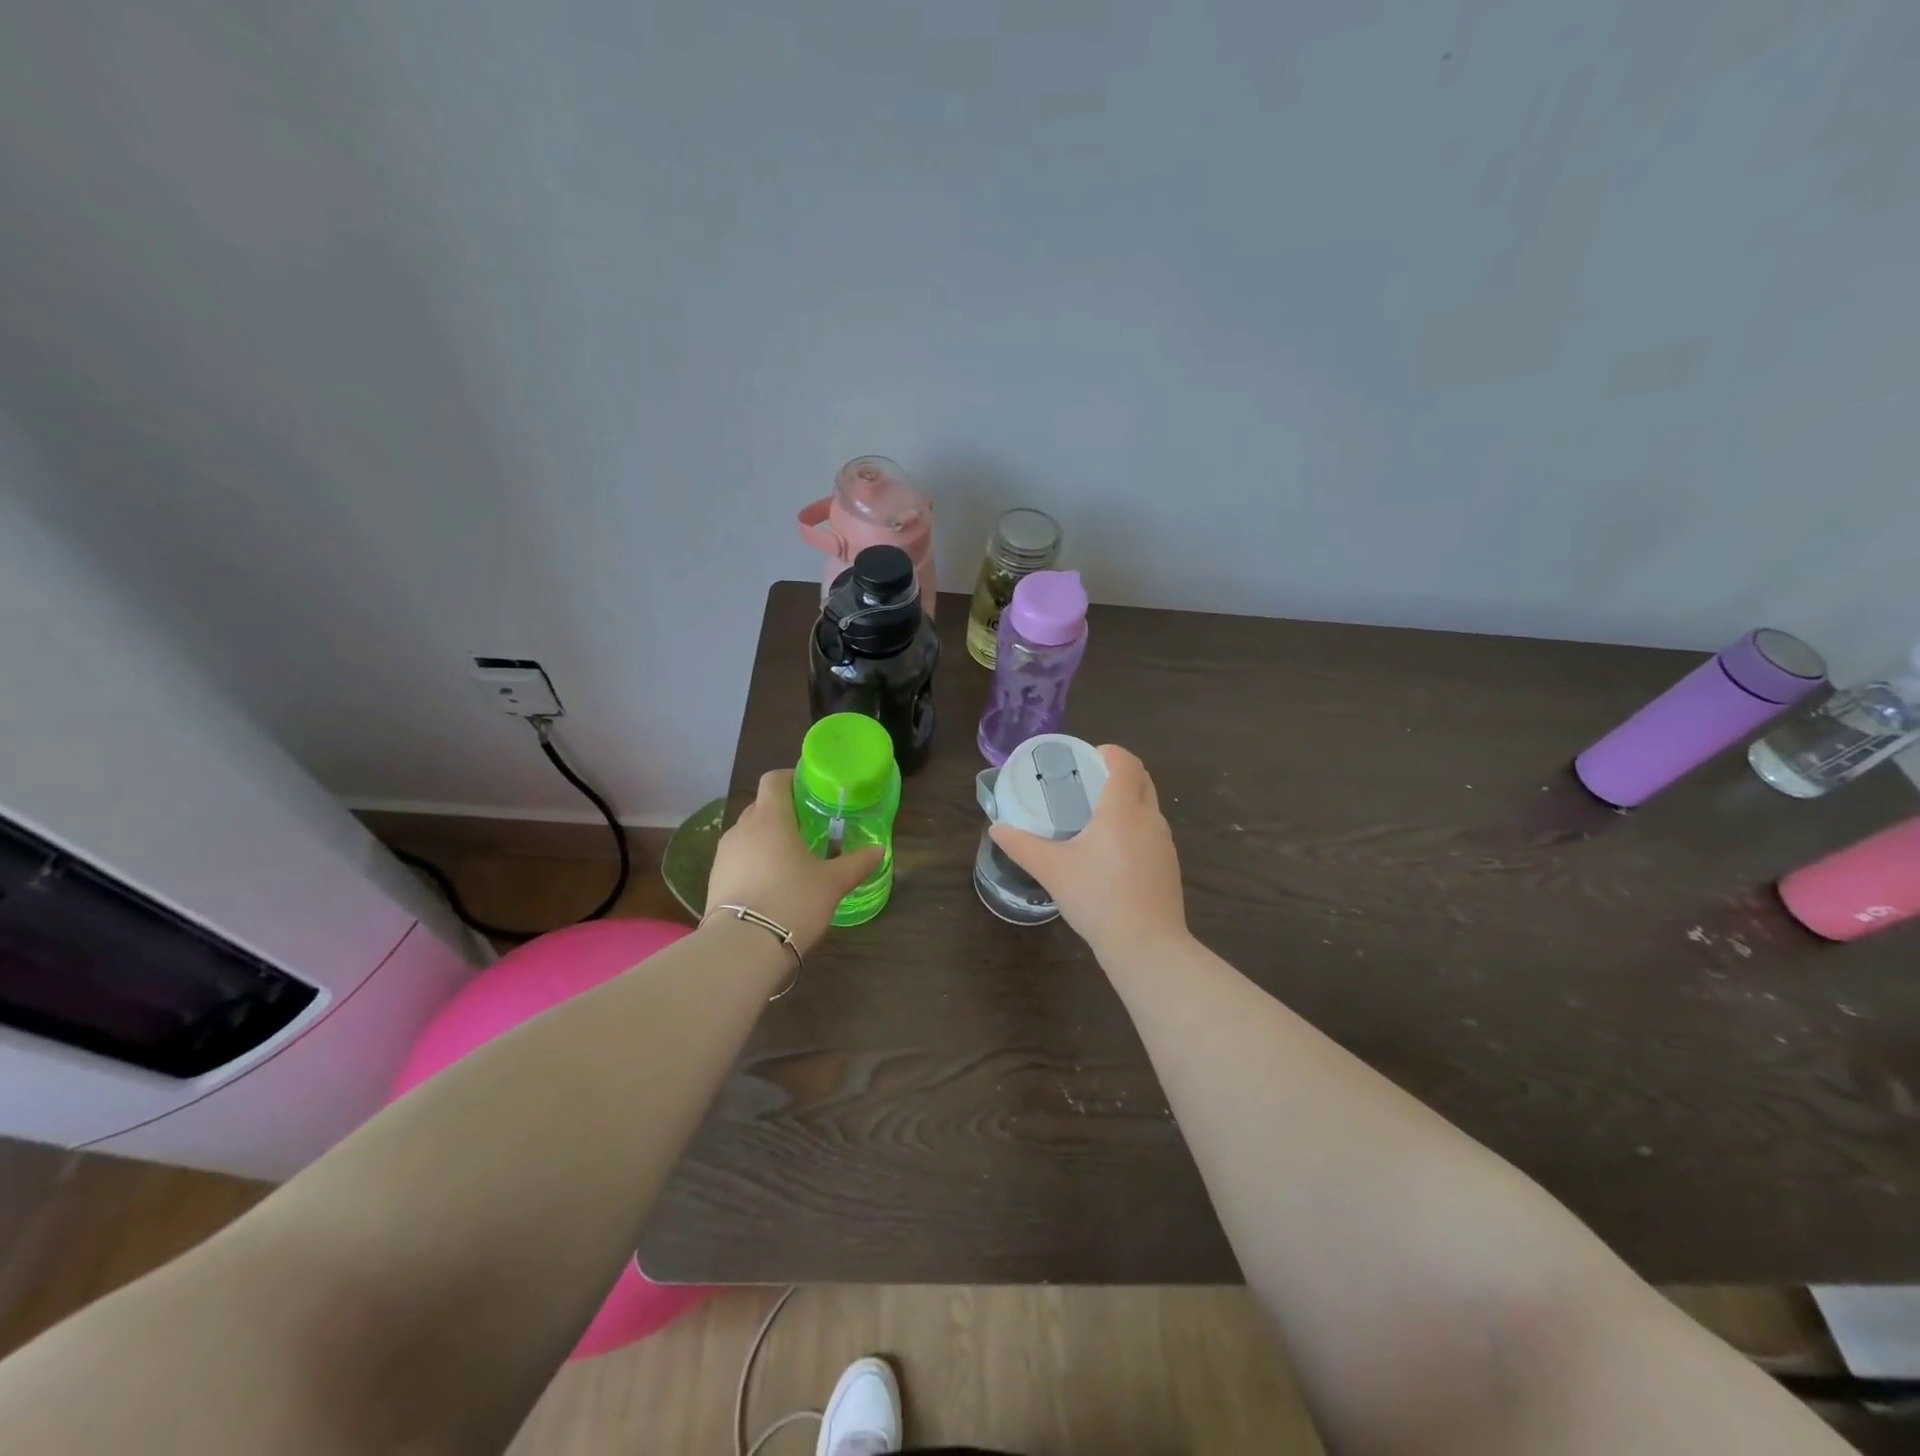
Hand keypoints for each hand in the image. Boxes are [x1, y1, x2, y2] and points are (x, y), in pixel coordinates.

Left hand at [704, 770, 883, 952]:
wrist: (742, 947)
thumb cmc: (793, 901)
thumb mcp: (832, 884)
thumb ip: (856, 863)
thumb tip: (879, 850)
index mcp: (771, 818)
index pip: (774, 779)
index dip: (790, 778)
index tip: (809, 790)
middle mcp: (742, 829)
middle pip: (761, 806)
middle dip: (782, 812)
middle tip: (808, 827)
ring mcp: (723, 855)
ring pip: (748, 834)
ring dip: (767, 839)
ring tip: (791, 858)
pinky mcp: (714, 880)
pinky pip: (738, 859)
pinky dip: (753, 862)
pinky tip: (771, 884)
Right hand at [989, 744, 1189, 958]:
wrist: (1146, 945)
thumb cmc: (1097, 898)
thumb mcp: (1052, 870)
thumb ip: (1022, 845)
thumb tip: (997, 829)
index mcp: (1122, 809)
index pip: (1125, 762)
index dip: (1108, 752)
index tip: (1086, 758)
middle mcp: (1149, 818)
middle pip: (1141, 778)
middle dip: (1118, 772)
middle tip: (1086, 782)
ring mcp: (1164, 842)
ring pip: (1149, 805)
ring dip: (1127, 799)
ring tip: (1095, 815)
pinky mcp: (1169, 864)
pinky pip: (1152, 830)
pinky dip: (1134, 825)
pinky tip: (1111, 851)